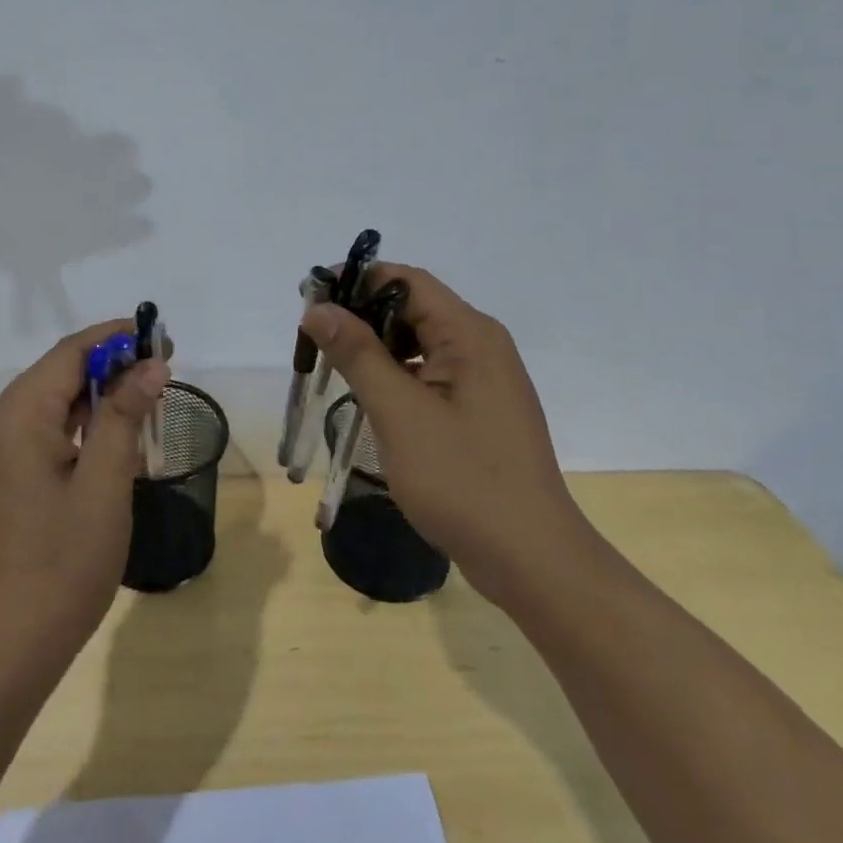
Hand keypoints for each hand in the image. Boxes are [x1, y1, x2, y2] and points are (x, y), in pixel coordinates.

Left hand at [0, 320, 169, 691]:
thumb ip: (124, 417)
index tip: (160, 338)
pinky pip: (34, 436)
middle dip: (109, 369)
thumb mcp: (104, 488)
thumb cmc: (58, 570)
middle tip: (162, 372)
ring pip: (46, 406)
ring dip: (93, 400)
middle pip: (55, 375)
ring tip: (144, 403)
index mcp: (13, 417)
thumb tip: (150, 365)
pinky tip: (107, 443)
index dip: (116, 339)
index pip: (69, 353)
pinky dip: (73, 430)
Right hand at [301, 265, 587, 601]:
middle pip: (412, 308)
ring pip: (419, 343)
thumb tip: (319, 308)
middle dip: (361, 316)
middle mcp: (481, 345)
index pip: (405, 281)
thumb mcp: (399, 413)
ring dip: (375, 348)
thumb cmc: (463, 481)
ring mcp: (483, 380)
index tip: (310, 299)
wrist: (532, 561)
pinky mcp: (478, 410)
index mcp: (469, 334)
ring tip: (332, 367)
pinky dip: (395, 375)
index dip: (356, 281)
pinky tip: (369, 397)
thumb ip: (357, 354)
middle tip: (312, 339)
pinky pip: (429, 374)